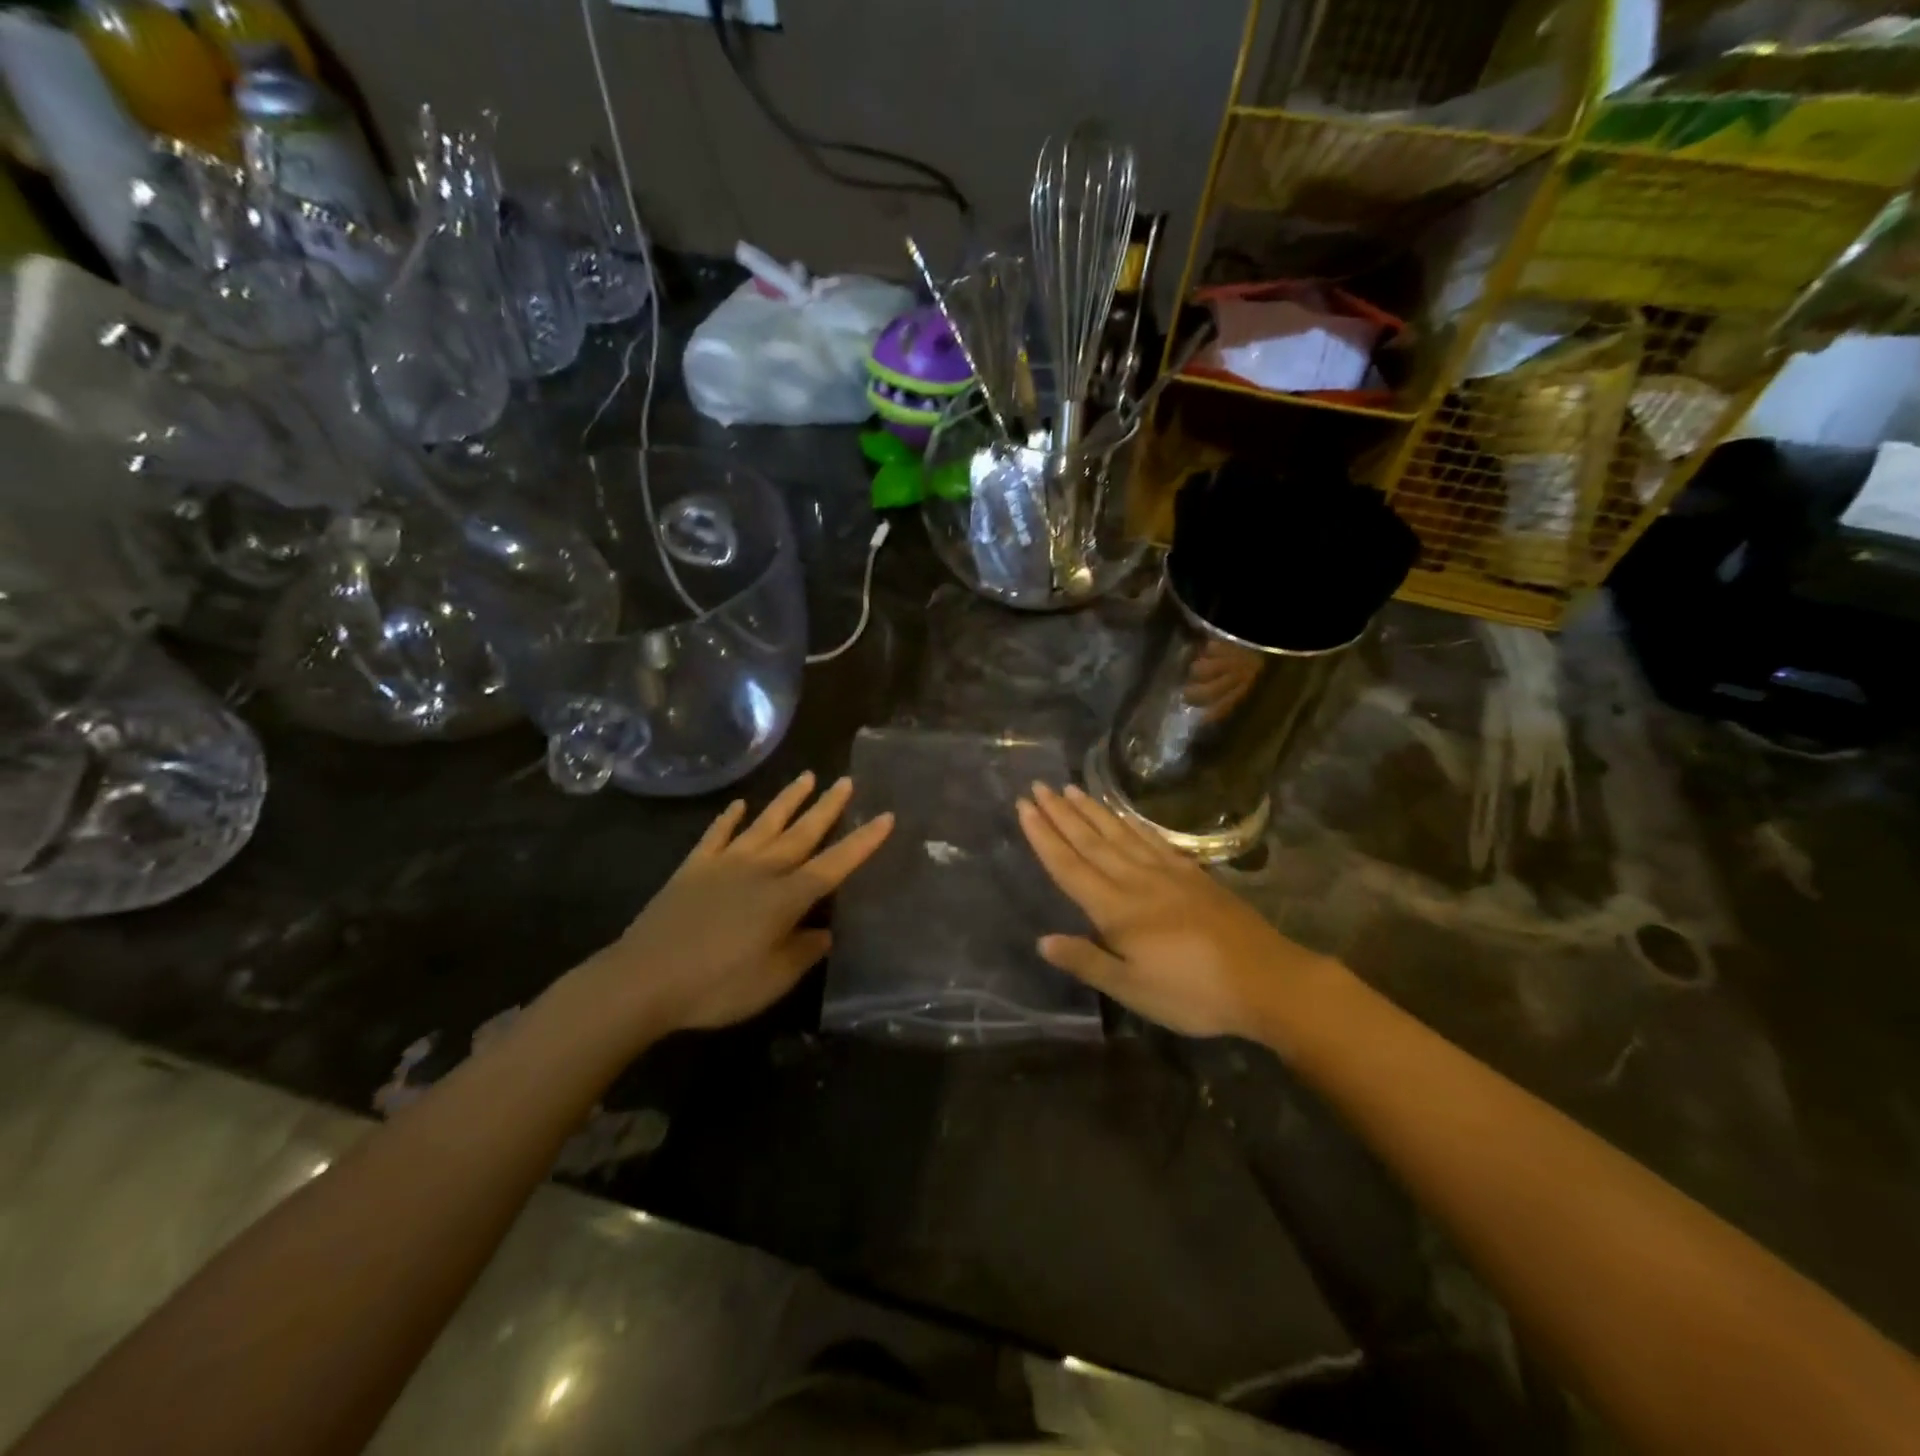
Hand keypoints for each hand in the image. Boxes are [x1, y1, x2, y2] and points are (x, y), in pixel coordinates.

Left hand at [587, 772, 892, 1035]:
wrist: (643, 980)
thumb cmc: (716, 986)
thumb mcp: (772, 980)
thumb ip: (803, 952)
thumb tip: (824, 932)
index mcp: (785, 898)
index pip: (834, 865)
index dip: (862, 843)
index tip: (885, 817)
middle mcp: (760, 871)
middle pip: (802, 833)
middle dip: (828, 808)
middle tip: (847, 782)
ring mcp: (725, 865)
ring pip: (764, 824)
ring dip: (787, 801)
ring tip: (807, 777)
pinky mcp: (693, 869)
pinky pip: (716, 835)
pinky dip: (728, 819)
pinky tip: (738, 805)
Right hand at [1016, 783, 1334, 1039]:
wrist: (1266, 980)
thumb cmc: (1194, 993)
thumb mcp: (1134, 989)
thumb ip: (1088, 961)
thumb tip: (1043, 940)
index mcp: (1117, 910)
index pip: (1069, 866)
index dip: (1044, 837)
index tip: (1024, 808)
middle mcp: (1136, 881)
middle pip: (1090, 841)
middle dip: (1060, 814)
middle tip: (1037, 787)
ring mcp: (1166, 872)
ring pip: (1118, 833)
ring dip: (1091, 810)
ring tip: (1069, 788)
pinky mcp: (1191, 873)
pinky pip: (1152, 839)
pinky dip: (1130, 822)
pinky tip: (1121, 812)